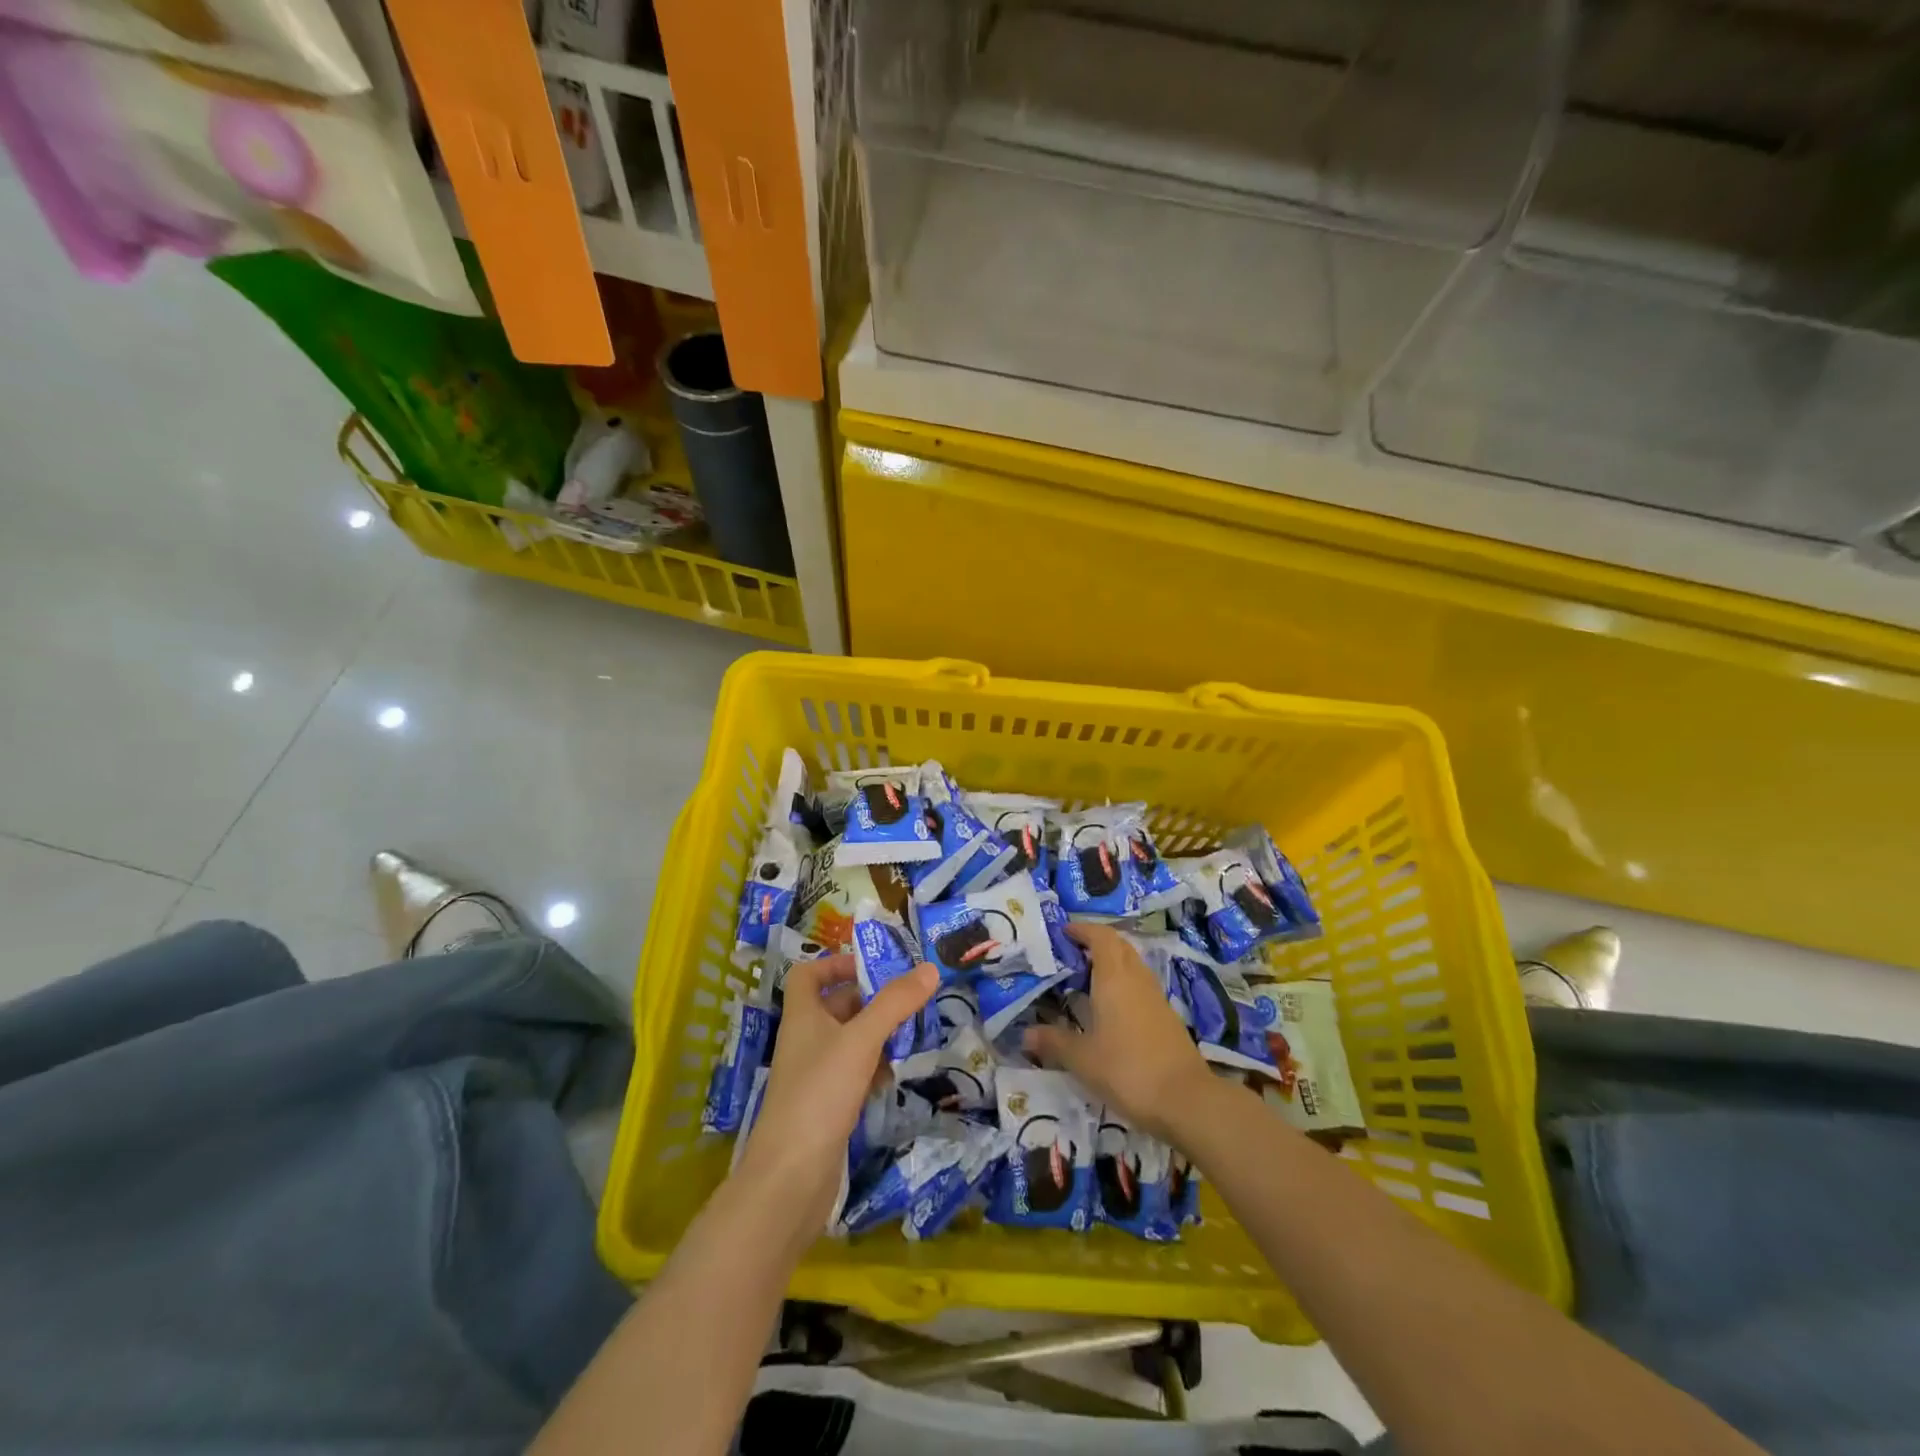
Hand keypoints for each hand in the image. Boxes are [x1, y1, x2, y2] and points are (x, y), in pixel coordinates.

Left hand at [735, 953, 936, 1242]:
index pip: (808, 974)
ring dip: (878, 1034)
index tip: (872, 967)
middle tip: (910, 999)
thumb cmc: (820, 1094)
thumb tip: (930, 968)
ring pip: (849, 1041)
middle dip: (872, 1000)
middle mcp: (805, 1040)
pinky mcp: (826, 1106)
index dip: (835, 964)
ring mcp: (815, 1075)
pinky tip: (895, 1076)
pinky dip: (875, 1068)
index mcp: (803, 1016)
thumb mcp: (861, 1041)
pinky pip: (854, 1073)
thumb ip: (895, 1003)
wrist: (790, 1178)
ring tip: (912, 1034)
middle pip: (836, 1005)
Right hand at [1024, 922, 1216, 1143]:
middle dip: (1096, 943)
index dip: (1083, 930)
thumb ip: (1054, 1042)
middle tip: (1072, 953)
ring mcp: (1156, 997)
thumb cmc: (1127, 1070)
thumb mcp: (1083, 1059)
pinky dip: (1123, 985)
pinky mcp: (1167, 1017)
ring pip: (1132, 965)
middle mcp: (1137, 979)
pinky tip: (1110, 1009)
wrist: (1186, 1100)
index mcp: (1114, 978)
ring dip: (1112, 963)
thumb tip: (1026, 1034)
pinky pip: (1140, 986)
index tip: (1064, 932)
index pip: (1101, 937)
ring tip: (1087, 979)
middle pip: (1119, 946)